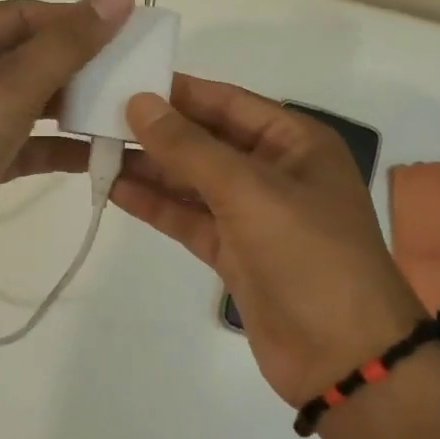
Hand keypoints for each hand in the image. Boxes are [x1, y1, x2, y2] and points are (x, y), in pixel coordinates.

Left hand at [0, 0, 133, 329]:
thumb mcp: (9, 86)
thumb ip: (68, 43)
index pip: (26, 15)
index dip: (78, 21)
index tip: (131, 31)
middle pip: (28, 58)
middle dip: (80, 68)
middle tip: (138, 75)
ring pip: (27, 103)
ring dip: (73, 109)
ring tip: (128, 112)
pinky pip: (22, 143)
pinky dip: (56, 148)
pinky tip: (101, 153)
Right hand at [113, 75, 427, 405]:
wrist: (343, 357)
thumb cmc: (307, 254)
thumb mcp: (248, 190)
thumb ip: (189, 147)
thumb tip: (139, 102)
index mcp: (294, 141)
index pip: (227, 101)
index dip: (177, 91)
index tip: (124, 81)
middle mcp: (274, 170)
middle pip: (206, 140)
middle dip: (157, 131)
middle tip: (97, 117)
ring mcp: (253, 214)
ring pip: (193, 180)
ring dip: (150, 167)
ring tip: (96, 149)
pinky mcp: (234, 252)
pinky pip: (189, 218)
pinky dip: (156, 205)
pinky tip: (116, 189)